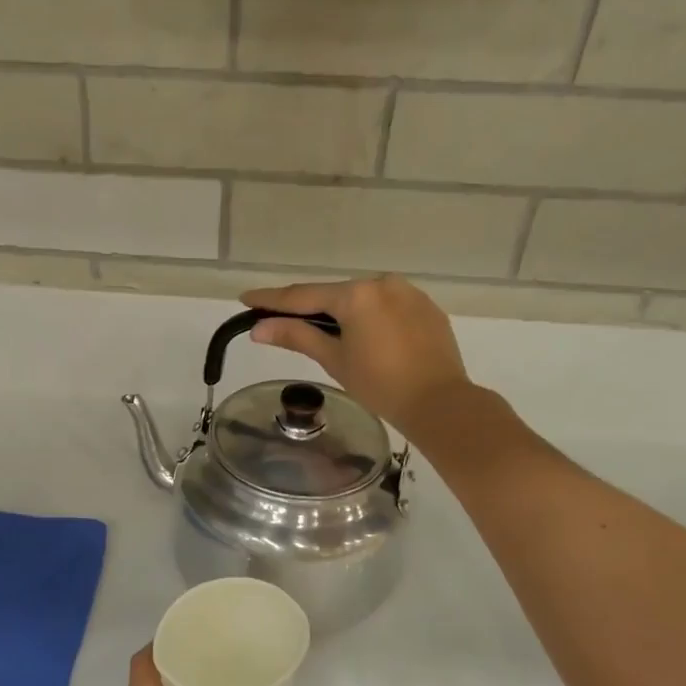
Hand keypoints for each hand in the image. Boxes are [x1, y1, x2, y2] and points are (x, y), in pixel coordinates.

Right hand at [241, 275, 471, 436]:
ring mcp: (408, 293)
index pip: (303, 295)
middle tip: (282, 321)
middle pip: (334, 295)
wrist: (440, 403)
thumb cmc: (380, 385)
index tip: (246, 298)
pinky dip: (370, 318)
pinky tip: (367, 339)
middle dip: (309, 308)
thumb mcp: (334, 360)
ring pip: (363, 300)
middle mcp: (382, 283)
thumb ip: (296, 336)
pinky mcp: (427, 308)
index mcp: (356, 295)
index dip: (272, 299)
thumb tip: (258, 328)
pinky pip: (387, 307)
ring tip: (327, 335)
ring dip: (342, 313)